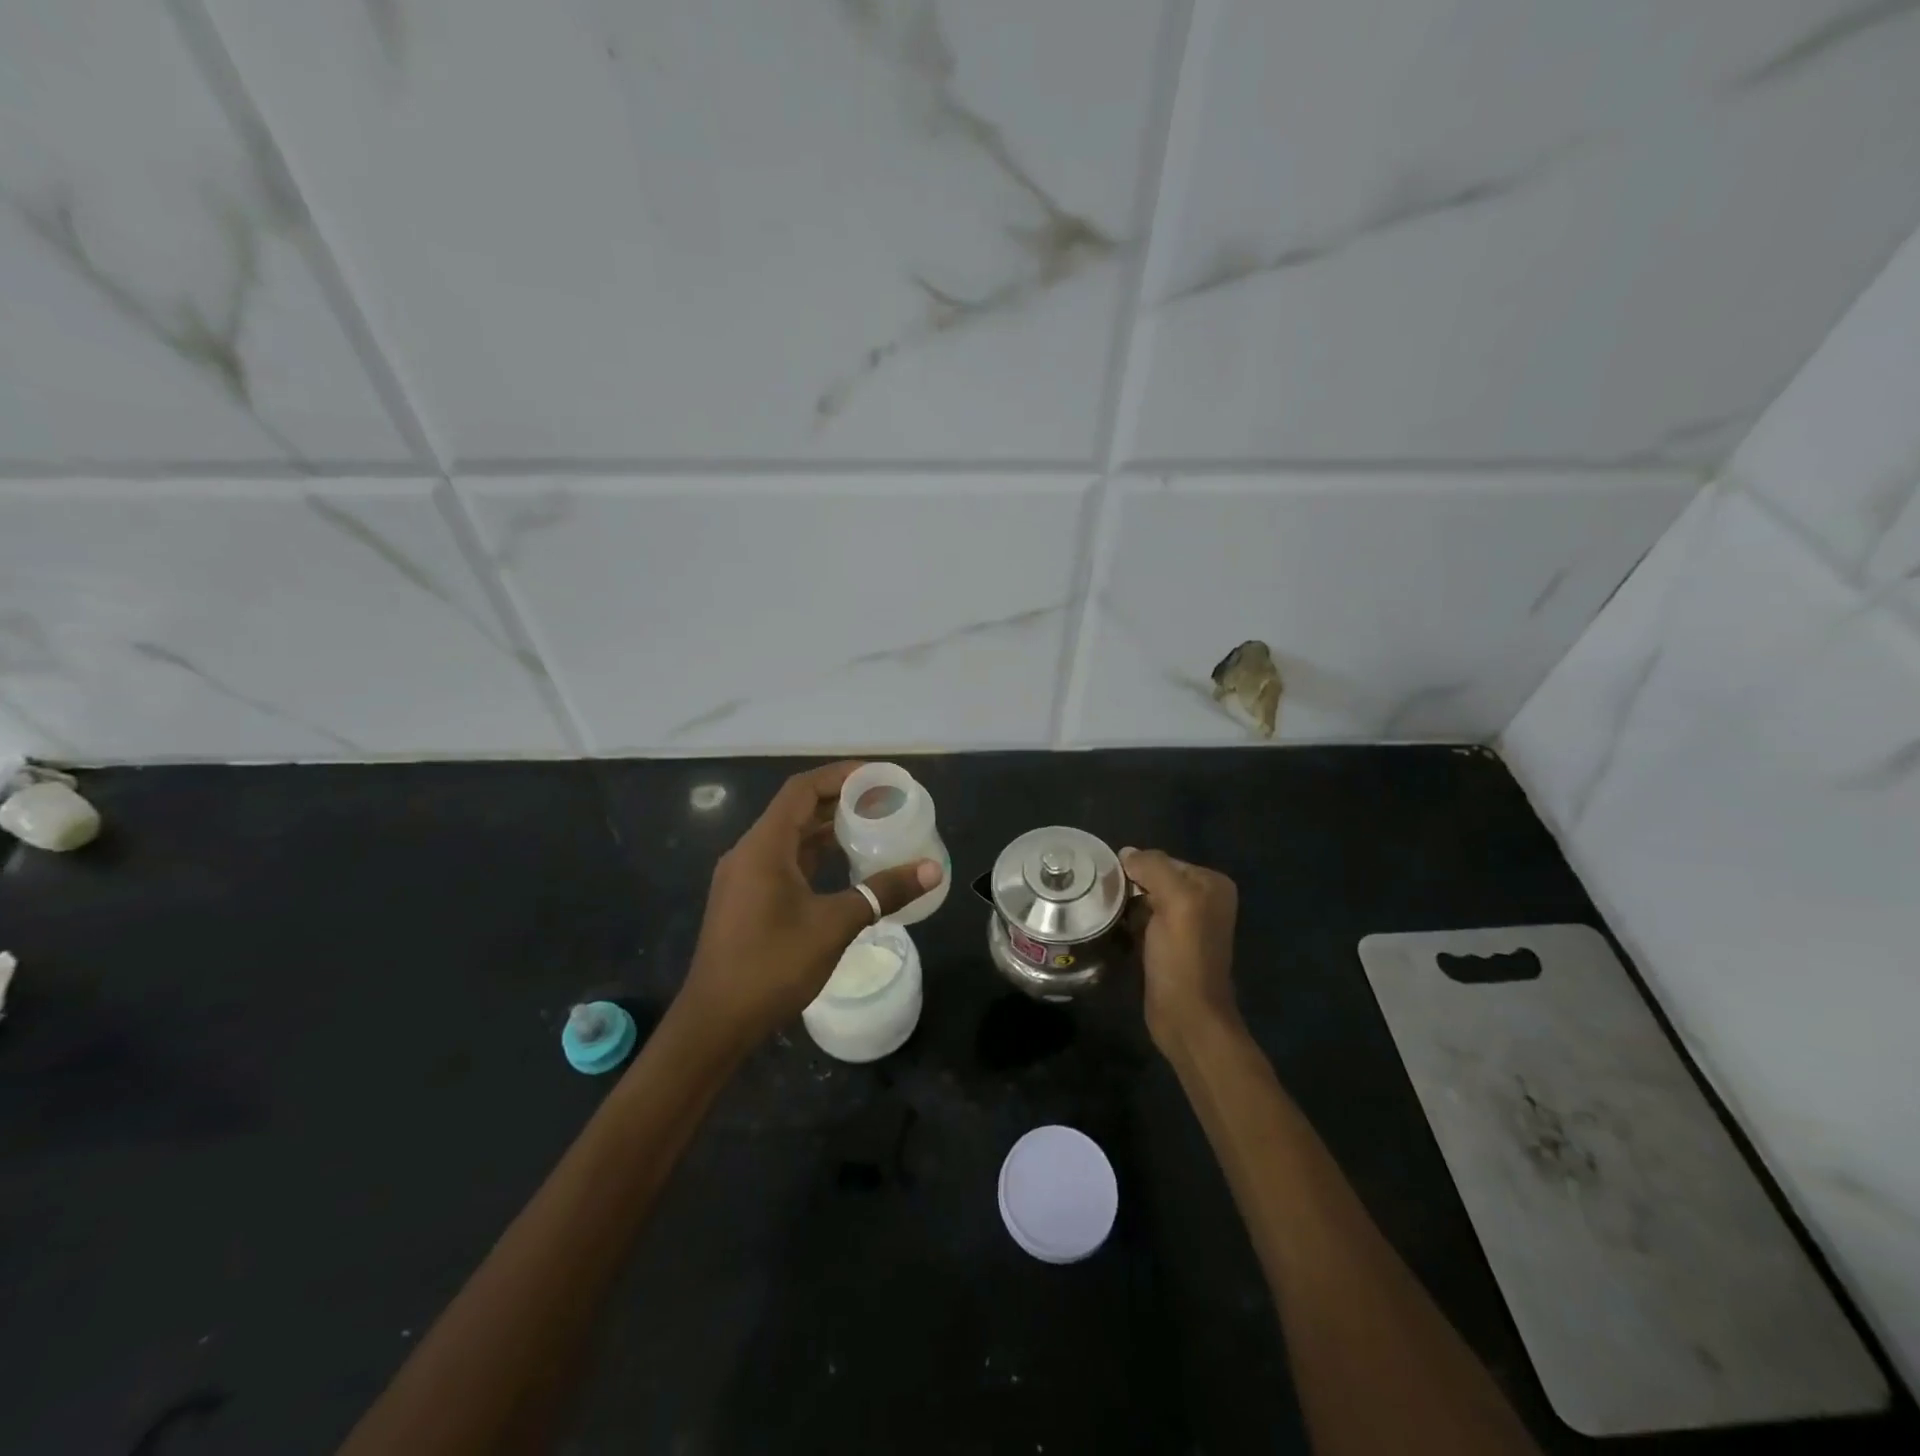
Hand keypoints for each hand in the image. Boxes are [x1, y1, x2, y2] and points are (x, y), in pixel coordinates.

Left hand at [677, 762, 941, 1047]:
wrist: (716, 1023)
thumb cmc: (772, 966)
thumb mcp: (834, 925)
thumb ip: (883, 893)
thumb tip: (932, 870)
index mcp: (763, 847)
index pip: (802, 790)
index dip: (839, 776)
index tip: (877, 776)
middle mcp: (749, 853)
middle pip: (796, 810)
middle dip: (839, 801)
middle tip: (883, 801)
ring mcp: (744, 878)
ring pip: (790, 838)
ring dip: (827, 829)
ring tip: (871, 826)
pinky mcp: (746, 900)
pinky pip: (784, 862)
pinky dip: (814, 856)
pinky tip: (844, 866)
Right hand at [1120, 847, 1240, 1054]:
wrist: (1187, 1016)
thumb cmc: (1184, 956)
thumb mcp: (1175, 901)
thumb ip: (1153, 868)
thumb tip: (1126, 853)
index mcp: (1212, 885)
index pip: (1164, 860)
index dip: (1137, 868)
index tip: (1111, 881)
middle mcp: (1204, 900)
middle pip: (1155, 879)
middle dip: (1130, 885)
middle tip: (1101, 895)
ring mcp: (1186, 925)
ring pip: (1146, 900)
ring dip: (1125, 904)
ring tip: (1102, 910)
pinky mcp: (1169, 946)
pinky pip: (1143, 921)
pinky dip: (1128, 922)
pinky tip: (1112, 928)